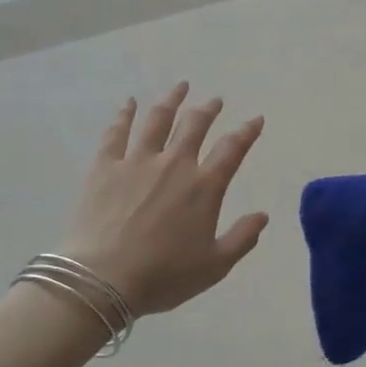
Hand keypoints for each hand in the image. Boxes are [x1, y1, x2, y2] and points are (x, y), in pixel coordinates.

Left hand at [63, 83, 269, 315]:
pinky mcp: (105, 166)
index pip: (232, 149)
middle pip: (194, 125)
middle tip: (215, 100)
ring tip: (180, 87)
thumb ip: (242, 238)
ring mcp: (137, 161)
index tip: (255, 119)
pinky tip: (129, 103)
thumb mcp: (214, 266)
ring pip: (158, 120)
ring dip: (172, 101)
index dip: (247, 131)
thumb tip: (262, 215)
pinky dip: (124, 114)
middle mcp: (174, 164)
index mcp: (204, 187)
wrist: (103, 279)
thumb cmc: (163, 276)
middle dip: (208, 110)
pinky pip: (116, 133)